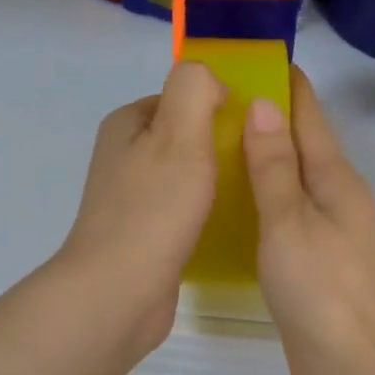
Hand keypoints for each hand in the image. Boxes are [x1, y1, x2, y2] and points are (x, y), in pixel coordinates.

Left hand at [56, 61, 224, 359]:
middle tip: (255, 163)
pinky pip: (181, 211)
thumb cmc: (154, 208)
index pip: (180, 98)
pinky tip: (227, 226)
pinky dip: (204, 213)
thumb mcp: (180, 133)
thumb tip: (210, 82)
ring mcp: (130, 200)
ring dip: (214, 182)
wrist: (119, 291)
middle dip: (218, 146)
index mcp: (126, 125)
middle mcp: (123, 158)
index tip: (250, 129)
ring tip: (248, 194)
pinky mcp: (142, 237)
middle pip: (184, 137)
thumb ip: (194, 88)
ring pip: (184, 176)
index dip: (216, 106)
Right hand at [243, 68, 374, 374]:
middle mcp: (338, 196)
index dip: (283, 84)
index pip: (308, 114)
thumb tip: (263, 104)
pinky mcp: (319, 259)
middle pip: (302, 143)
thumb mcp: (289, 221)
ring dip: (264, 158)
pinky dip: (265, 196)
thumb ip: (274, 165)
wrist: (350, 364)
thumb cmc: (318, 288)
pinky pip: (289, 211)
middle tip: (214, 104)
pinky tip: (236, 202)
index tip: (248, 59)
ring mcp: (331, 229)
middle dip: (266, 118)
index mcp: (336, 178)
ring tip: (216, 144)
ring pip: (294, 178)